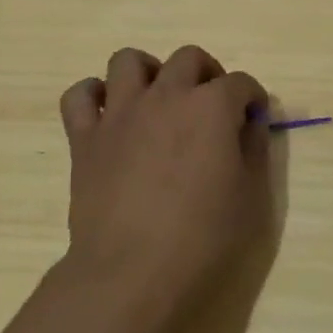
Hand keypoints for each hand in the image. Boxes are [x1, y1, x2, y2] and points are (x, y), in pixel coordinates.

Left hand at [58, 45, 272, 332]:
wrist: (131, 274)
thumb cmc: (202, 239)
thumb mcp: (250, 197)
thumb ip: (254, 149)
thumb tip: (251, 121)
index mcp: (212, 107)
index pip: (240, 83)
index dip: (251, 98)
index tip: (252, 119)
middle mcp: (166, 95)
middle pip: (188, 58)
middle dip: (207, 73)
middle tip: (211, 105)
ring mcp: (121, 112)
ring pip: (128, 60)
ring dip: (148, 72)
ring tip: (157, 100)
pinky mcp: (85, 137)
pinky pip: (78, 95)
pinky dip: (93, 96)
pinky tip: (108, 115)